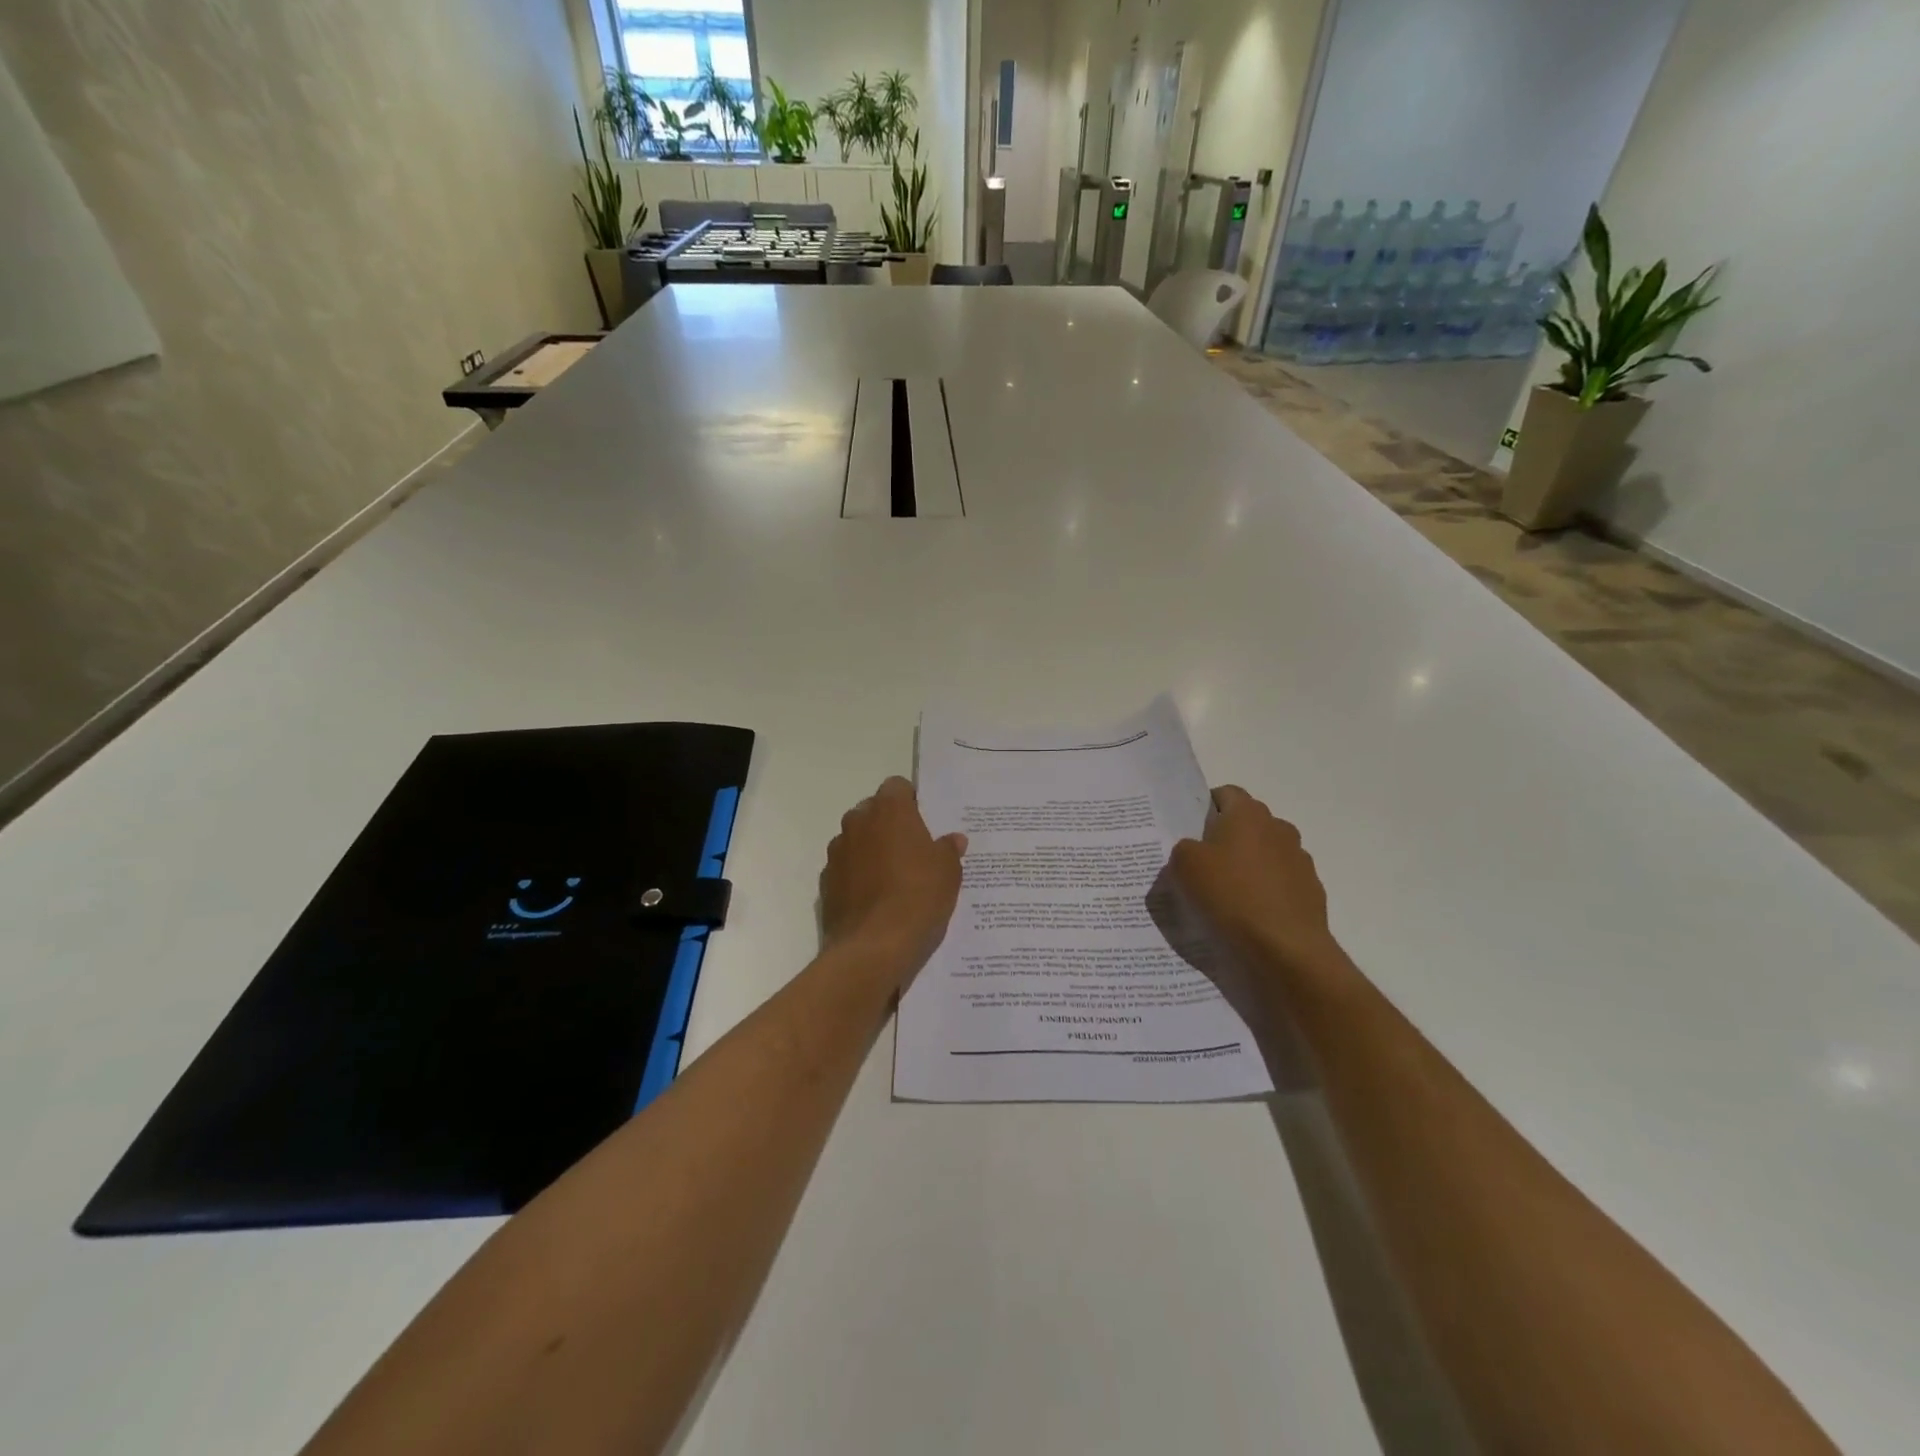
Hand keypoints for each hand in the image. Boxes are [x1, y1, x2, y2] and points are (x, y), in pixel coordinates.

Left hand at [821, 777, 966, 985]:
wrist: (873, 947)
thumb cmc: (918, 897)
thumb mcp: (948, 872)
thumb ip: (949, 849)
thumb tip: (953, 840)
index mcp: (889, 810)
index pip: (898, 786)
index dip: (911, 801)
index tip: (925, 821)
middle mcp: (857, 822)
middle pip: (874, 811)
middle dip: (890, 824)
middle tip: (913, 850)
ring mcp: (837, 852)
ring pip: (857, 839)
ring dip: (872, 849)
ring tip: (894, 878)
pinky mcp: (826, 881)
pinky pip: (846, 868)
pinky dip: (858, 875)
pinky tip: (876, 899)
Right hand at [1167, 786, 1344, 980]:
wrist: (1287, 947)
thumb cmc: (1231, 896)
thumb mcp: (1185, 866)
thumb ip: (1184, 848)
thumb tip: (1195, 850)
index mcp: (1248, 814)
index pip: (1226, 794)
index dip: (1206, 808)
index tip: (1191, 832)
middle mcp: (1279, 827)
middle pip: (1247, 823)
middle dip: (1227, 837)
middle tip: (1204, 864)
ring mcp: (1300, 859)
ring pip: (1266, 852)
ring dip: (1249, 865)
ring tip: (1229, 894)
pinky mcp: (1311, 890)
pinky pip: (1281, 882)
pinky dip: (1266, 890)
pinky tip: (1251, 914)